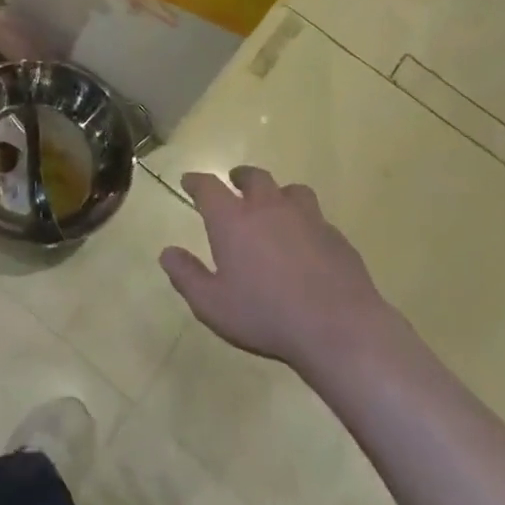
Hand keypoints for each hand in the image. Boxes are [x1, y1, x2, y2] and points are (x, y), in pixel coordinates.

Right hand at [160, 166, 391, 375]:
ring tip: (274, 204)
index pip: (208, 188)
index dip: (196, 182)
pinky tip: (305, 241)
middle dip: (240, 176)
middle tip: (234, 181)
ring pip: (291, 190)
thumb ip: (186, 276)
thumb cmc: (265, 315)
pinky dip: (304, 221)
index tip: (189, 181)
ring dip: (278, 193)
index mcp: (233, 220)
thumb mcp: (212, 304)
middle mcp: (269, 208)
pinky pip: (316, 217)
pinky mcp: (335, 236)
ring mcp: (307, 218)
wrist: (338, 327)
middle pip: (254, 178)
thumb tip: (167, 253)